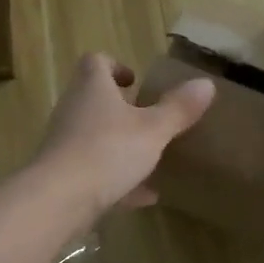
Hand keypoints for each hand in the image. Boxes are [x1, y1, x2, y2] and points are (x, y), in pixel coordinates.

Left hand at [33, 53, 214, 221]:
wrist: (58, 200)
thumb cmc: (108, 151)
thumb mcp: (153, 130)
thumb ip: (178, 109)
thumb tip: (205, 83)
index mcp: (92, 88)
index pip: (96, 62)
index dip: (115, 67)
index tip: (135, 81)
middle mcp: (73, 110)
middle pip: (94, 99)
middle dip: (121, 109)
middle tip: (148, 119)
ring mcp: (65, 144)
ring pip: (94, 137)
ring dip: (120, 145)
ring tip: (151, 157)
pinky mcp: (63, 177)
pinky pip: (94, 172)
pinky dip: (118, 180)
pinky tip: (145, 196)